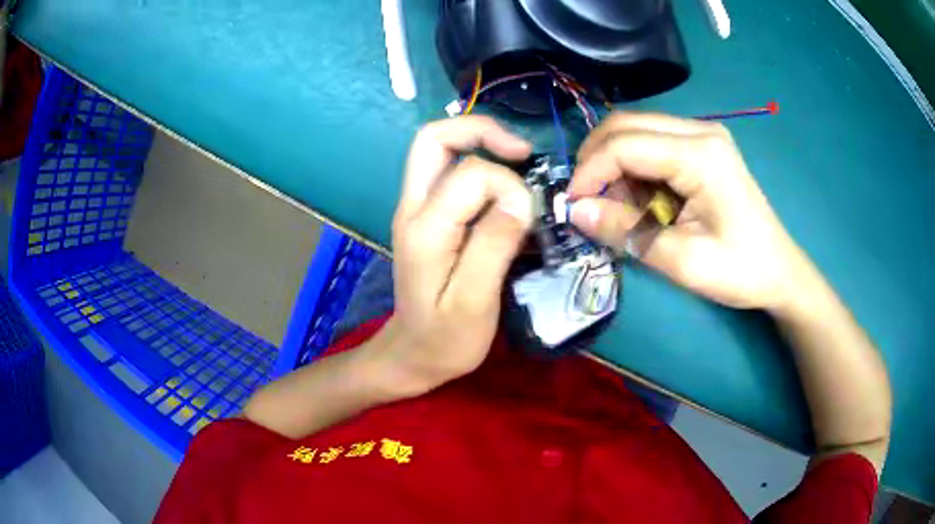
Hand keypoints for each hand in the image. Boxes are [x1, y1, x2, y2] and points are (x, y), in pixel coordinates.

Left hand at [379, 116, 532, 394]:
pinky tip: (505, 189)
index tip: (529, 218)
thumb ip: (494, 245)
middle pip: (434, 139)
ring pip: (440, 150)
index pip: (470, 174)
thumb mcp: (474, 302)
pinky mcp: (427, 217)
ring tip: (519, 164)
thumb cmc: (445, 339)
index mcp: (425, 229)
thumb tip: (520, 198)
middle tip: (522, 153)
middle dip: (481, 131)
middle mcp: (413, 208)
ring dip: (481, 145)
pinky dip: (479, 164)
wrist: (412, 356)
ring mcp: (416, 210)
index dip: (508, 186)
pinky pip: (449, 171)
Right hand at [568, 112, 809, 310]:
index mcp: (700, 155)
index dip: (590, 172)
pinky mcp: (701, 146)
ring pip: (635, 130)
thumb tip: (575, 211)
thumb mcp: (681, 261)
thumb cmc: (739, 271)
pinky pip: (652, 143)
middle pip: (625, 124)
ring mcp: (702, 135)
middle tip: (586, 202)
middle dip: (595, 160)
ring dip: (614, 165)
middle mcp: (699, 130)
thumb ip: (626, 231)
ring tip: (618, 208)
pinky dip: (634, 169)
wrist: (779, 271)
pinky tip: (642, 201)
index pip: (625, 144)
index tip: (572, 207)